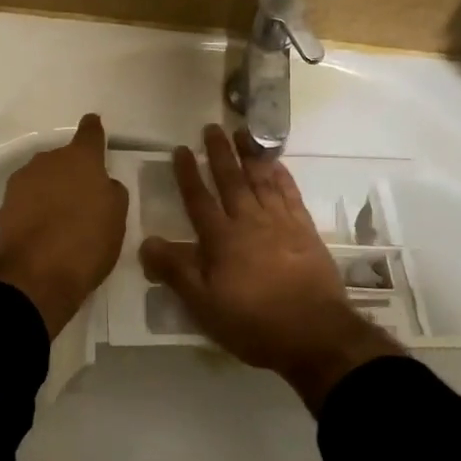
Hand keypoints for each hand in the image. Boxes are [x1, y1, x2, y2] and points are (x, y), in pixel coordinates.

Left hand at [0, 113, 128, 337]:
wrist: (33, 278)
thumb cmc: (86, 243)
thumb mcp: (117, 218)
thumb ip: (111, 192)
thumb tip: (101, 184)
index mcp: (80, 159)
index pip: (90, 133)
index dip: (94, 129)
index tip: (94, 124)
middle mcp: (47, 161)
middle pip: (63, 159)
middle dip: (72, 172)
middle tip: (83, 198)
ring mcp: (21, 182)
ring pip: (42, 179)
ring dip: (51, 191)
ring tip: (61, 219)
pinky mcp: (3, 207)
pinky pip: (26, 201)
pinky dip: (35, 210)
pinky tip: (43, 233)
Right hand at [139, 124, 401, 410]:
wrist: (314, 333)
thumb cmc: (253, 323)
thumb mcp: (204, 306)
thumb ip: (176, 271)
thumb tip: (145, 242)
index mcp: (221, 239)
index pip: (199, 199)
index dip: (188, 174)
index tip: (181, 149)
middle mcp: (249, 221)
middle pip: (231, 180)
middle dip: (220, 153)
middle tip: (211, 127)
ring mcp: (280, 222)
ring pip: (261, 179)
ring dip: (250, 155)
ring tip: (242, 132)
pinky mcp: (305, 229)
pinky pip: (290, 193)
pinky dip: (281, 176)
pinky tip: (276, 163)